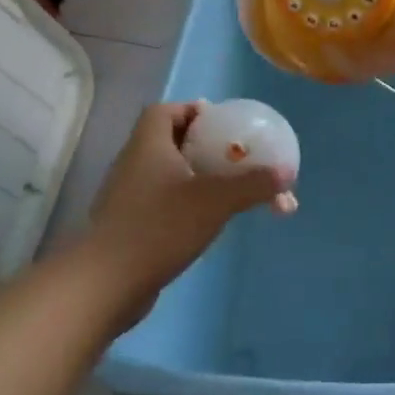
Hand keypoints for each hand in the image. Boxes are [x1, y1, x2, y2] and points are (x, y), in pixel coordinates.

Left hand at [86, 102, 288, 311]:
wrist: (107, 283)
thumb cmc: (160, 227)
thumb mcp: (216, 200)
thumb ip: (254, 184)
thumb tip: (287, 172)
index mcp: (148, 146)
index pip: (165, 112)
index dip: (191, 111)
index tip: (220, 122)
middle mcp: (133, 165)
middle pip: (169, 142)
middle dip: (203, 146)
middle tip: (235, 156)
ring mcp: (128, 198)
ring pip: (168, 175)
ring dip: (197, 177)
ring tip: (230, 190)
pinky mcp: (128, 227)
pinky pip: (163, 203)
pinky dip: (187, 204)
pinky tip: (209, 221)